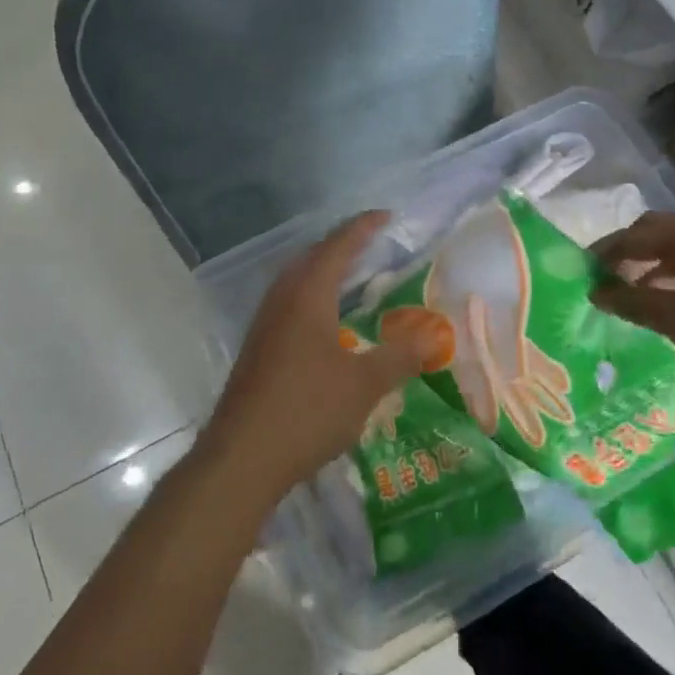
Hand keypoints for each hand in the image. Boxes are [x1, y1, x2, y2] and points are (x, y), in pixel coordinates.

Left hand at [198, 212, 422, 505]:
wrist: (241, 458)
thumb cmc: (307, 411)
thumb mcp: (364, 384)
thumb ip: (399, 356)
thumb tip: (433, 335)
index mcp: (307, 296)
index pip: (338, 247)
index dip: (363, 228)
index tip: (387, 215)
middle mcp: (282, 301)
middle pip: (311, 257)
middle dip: (341, 245)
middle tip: (372, 243)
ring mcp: (264, 325)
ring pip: (296, 281)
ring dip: (323, 271)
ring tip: (351, 276)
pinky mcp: (257, 349)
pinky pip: (289, 304)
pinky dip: (313, 297)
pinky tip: (326, 323)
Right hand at [590, 213, 674, 392]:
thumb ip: (631, 302)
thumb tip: (596, 291)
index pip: (631, 236)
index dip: (602, 256)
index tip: (581, 277)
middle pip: (654, 232)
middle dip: (626, 254)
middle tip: (604, 281)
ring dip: (650, 263)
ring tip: (630, 293)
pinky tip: (669, 299)